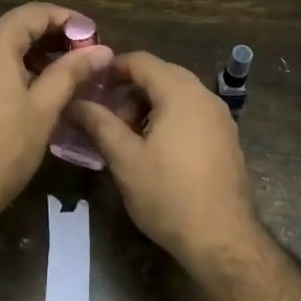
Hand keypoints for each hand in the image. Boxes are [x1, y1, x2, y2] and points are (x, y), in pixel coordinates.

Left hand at [0, 2, 113, 223]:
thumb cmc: (3, 149)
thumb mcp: (44, 108)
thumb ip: (72, 71)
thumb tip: (103, 50)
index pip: (35, 13)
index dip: (68, 20)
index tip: (94, 36)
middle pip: (14, 27)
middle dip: (50, 38)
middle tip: (82, 58)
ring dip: (29, 54)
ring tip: (60, 76)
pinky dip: (6, 68)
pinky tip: (26, 89)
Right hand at [70, 51, 259, 264]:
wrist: (222, 239)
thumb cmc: (168, 195)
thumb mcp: (125, 158)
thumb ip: (99, 123)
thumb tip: (74, 102)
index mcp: (180, 92)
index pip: (141, 61)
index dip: (111, 69)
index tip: (88, 87)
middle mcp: (205, 96)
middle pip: (160, 75)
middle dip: (129, 91)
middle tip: (105, 118)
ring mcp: (220, 117)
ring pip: (177, 96)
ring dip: (148, 107)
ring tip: (126, 138)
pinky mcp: (226, 139)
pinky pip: (192, 114)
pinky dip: (168, 119)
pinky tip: (154, 150)